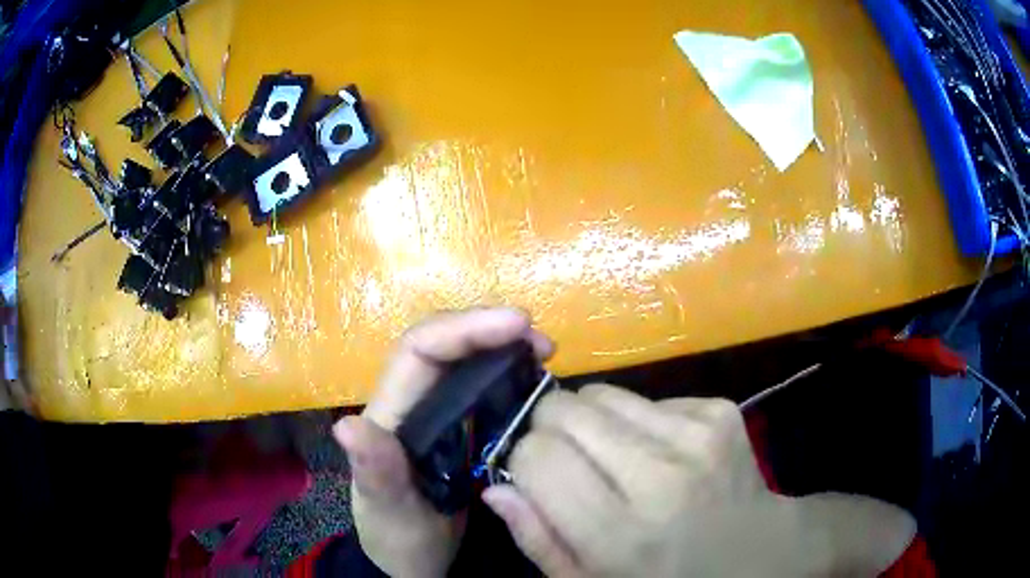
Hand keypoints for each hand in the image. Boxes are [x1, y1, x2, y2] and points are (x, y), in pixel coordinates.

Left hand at [333, 307, 553, 577]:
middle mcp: (411, 404)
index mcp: (390, 416)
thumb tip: (348, 426)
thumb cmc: (397, 537)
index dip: (464, 328)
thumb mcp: (388, 512)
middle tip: (542, 343)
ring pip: (463, 361)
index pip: (419, 351)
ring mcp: (436, 414)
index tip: (518, 325)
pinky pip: (481, 387)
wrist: (413, 559)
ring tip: (543, 354)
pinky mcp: (458, 428)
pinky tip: (533, 382)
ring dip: (502, 347)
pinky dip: (508, 375)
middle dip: (489, 330)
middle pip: (443, 344)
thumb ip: (376, 474)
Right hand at [483, 385, 915, 576]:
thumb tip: (497, 487)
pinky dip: (638, 422)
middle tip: (568, 461)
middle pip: (564, 410)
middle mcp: (660, 477)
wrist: (758, 553)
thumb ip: (539, 541)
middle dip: (549, 429)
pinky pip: (646, 397)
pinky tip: (659, 455)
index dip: (523, 460)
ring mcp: (697, 436)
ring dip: (592, 422)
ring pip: (602, 394)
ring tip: (614, 458)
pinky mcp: (719, 411)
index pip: (536, 457)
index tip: (534, 476)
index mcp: (621, 534)